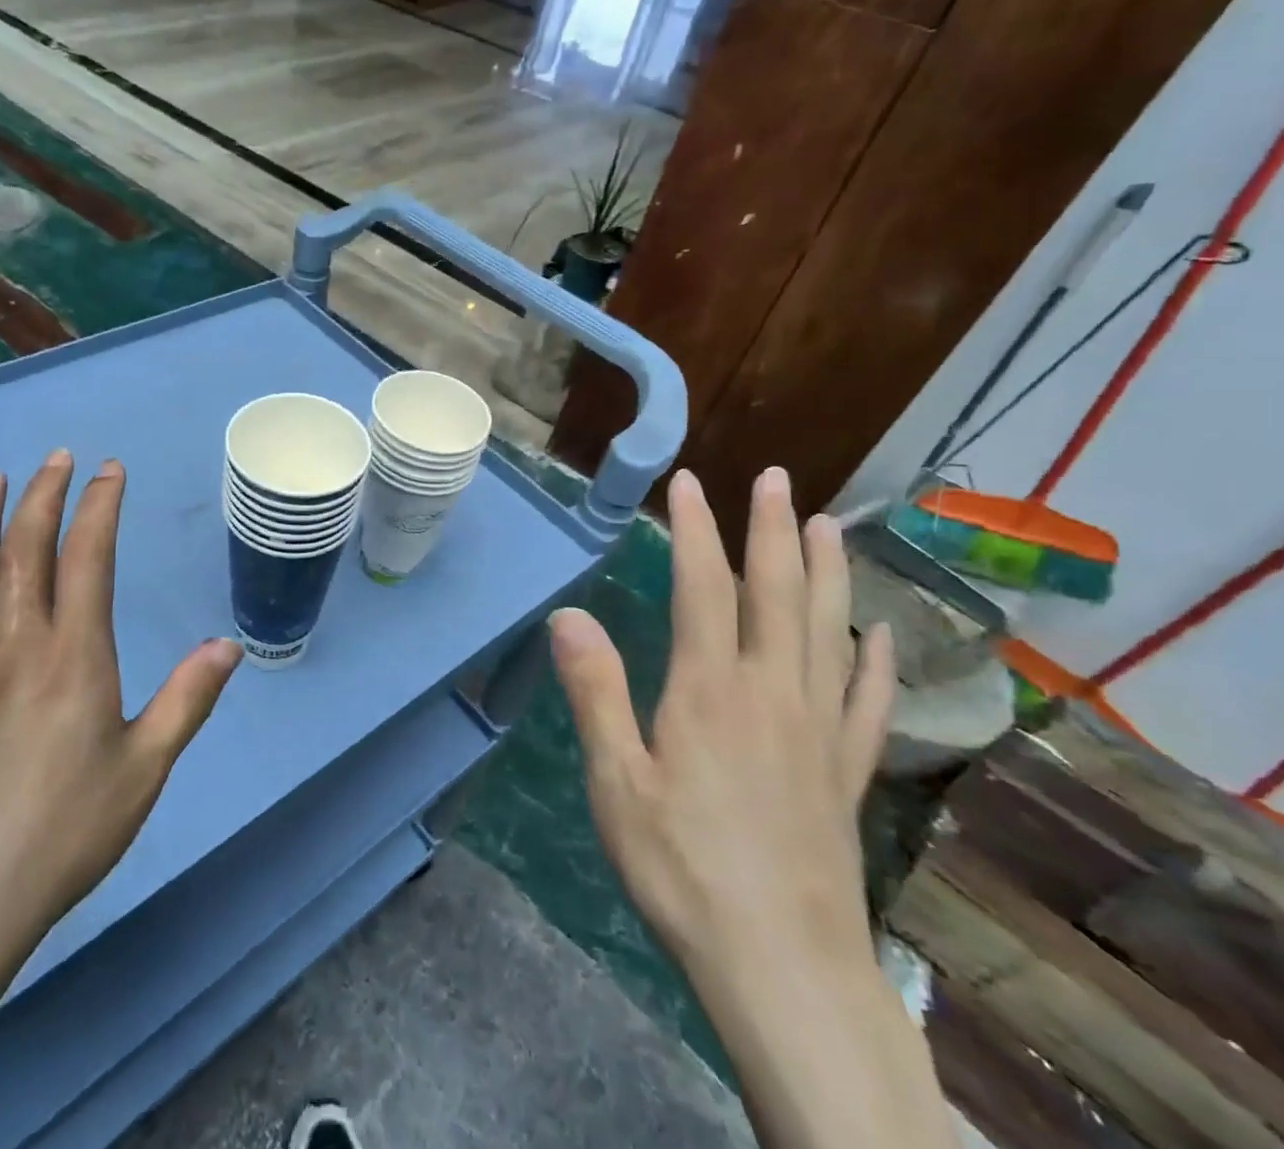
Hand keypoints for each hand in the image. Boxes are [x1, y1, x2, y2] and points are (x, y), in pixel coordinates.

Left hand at [0, 452, 242, 1148]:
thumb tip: (230, 647)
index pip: (88, 557)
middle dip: (42, 495)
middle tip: (56, 457)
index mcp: (73, 654)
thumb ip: (187, 700)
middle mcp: (16, 643)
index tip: (110, 470)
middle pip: (24, 548)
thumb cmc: (65, 829)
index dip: (99, 506)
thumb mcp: (145, 768)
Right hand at [549, 467, 893, 977]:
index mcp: (709, 690)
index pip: (702, 587)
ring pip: (827, 632)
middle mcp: (770, 693)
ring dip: (828, 574)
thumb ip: (596, 691)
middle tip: (777, 479)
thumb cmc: (682, 868)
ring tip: (828, 526)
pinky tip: (877, 636)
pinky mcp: (844, 773)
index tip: (690, 484)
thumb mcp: (616, 781)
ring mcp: (816, 732)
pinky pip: (865, 702)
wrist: (781, 968)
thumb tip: (569, 614)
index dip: (696, 530)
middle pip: (776, 594)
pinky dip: (873, 662)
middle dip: (773, 530)